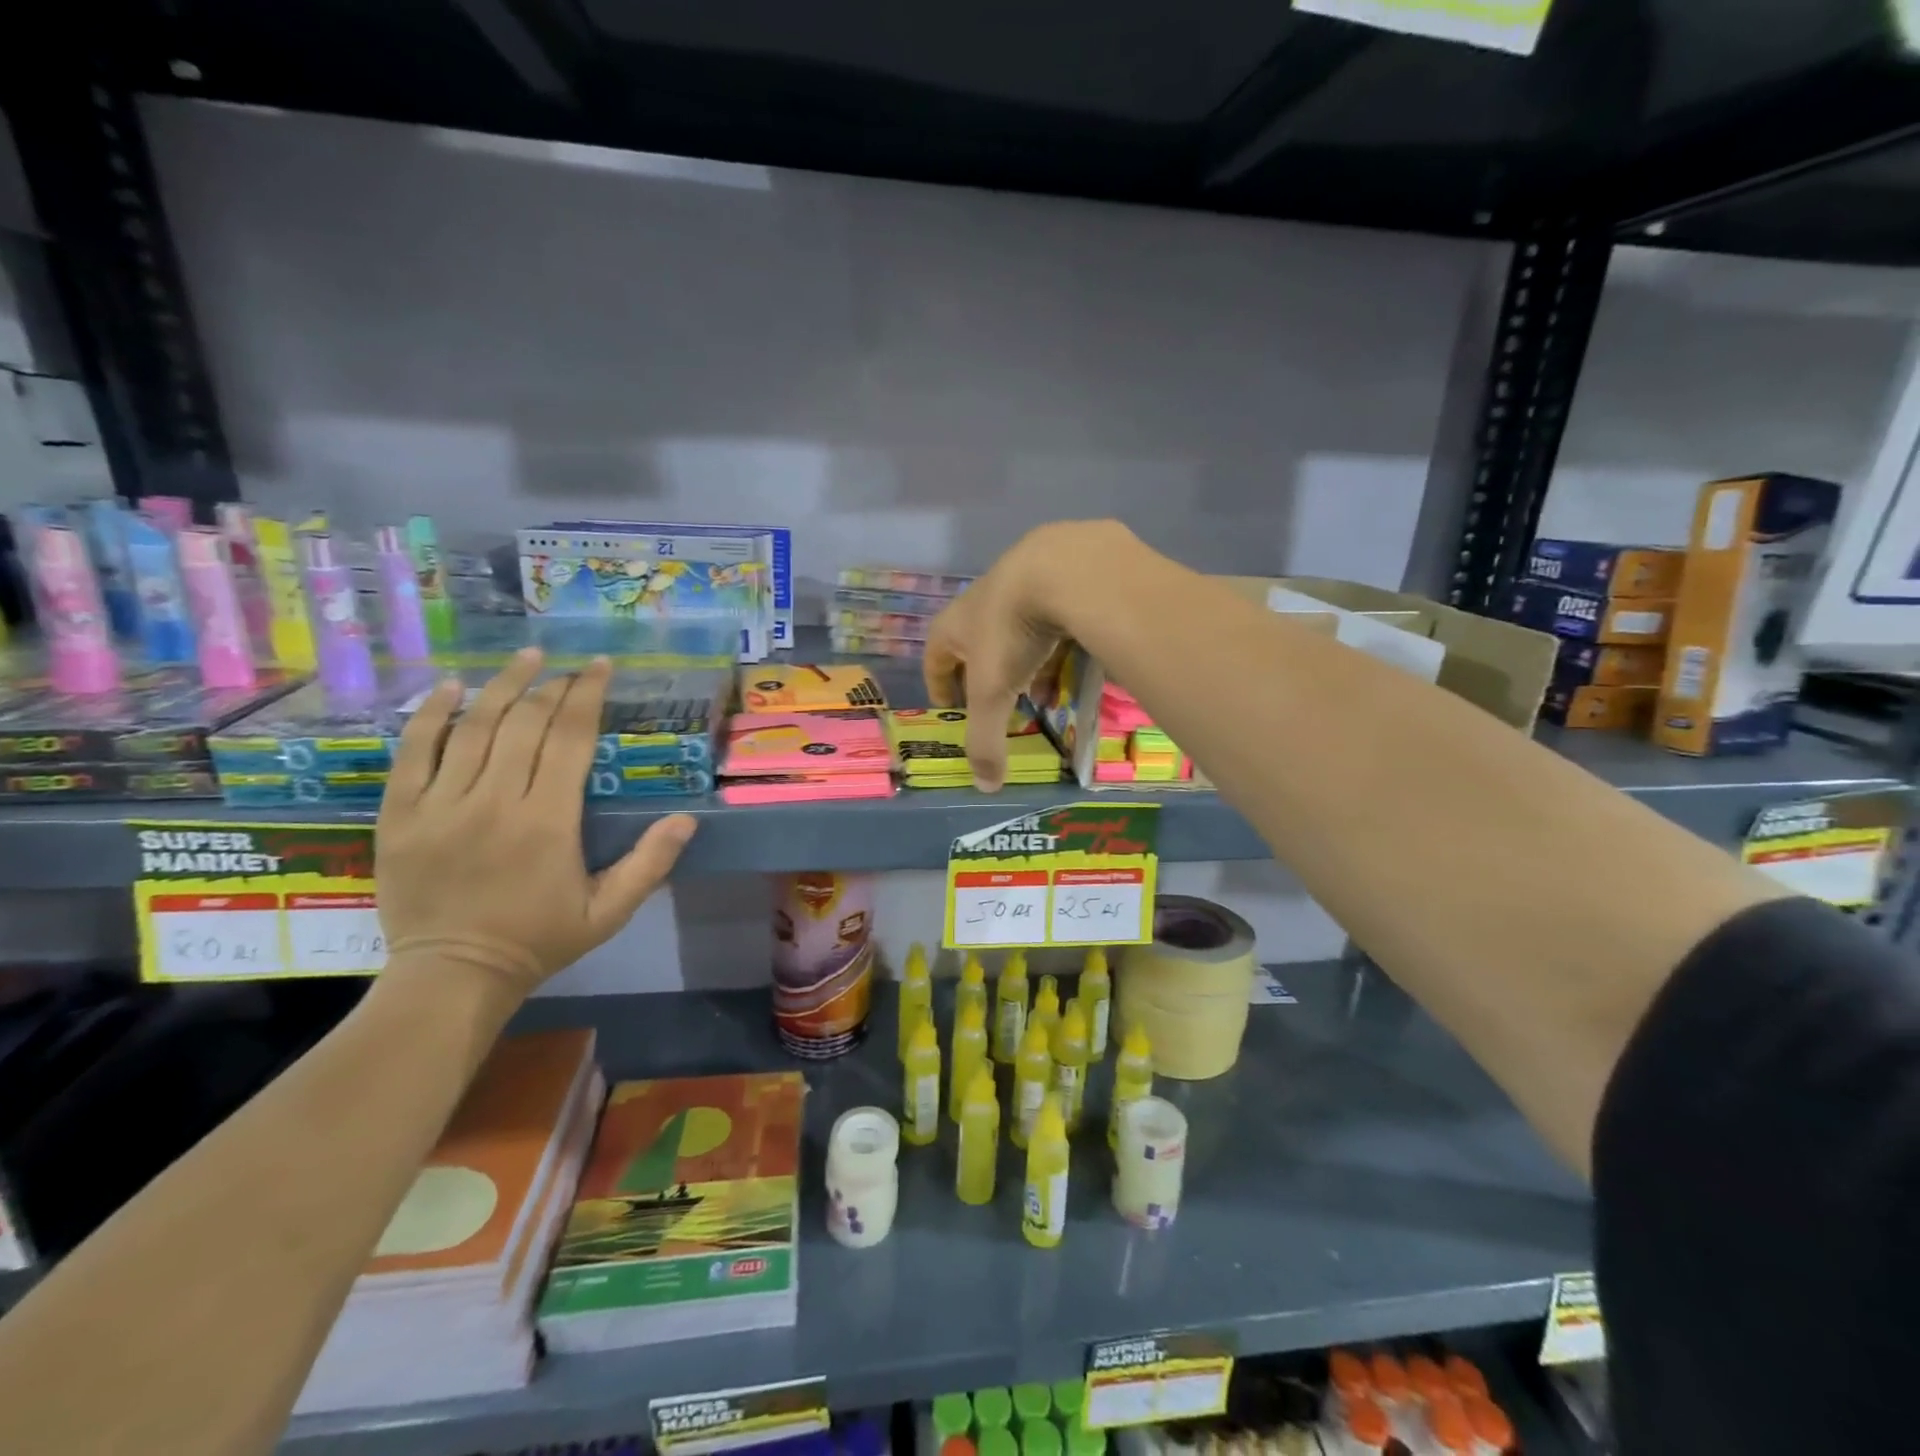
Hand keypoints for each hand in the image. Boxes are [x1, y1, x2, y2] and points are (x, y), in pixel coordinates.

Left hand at [376, 649, 697, 998]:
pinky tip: (450, 688)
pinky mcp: (400, 815)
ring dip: (502, 687)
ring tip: (525, 659)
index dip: (587, 696)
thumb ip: (650, 864)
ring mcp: (441, 805)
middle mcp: (495, 802)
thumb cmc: (540, 940)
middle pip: (525, 724)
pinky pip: (413, 752)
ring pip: (472, 727)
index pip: (570, 739)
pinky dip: (431, 715)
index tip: (599, 667)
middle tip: (570, 668)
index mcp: (548, 822)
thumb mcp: (609, 911)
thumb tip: (687, 819)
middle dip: (552, 687)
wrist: (453, 975)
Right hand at [923, 520, 1127, 790]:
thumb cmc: (1012, 632)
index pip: (935, 657)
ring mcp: (1023, 579)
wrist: (1065, 567)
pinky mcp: (1060, 571)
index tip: (949, 708)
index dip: (939, 685)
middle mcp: (983, 599)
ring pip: (1017, 628)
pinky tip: (1075, 652)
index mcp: (955, 624)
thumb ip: (987, 740)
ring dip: (1024, 658)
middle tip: (1001, 702)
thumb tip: (984, 786)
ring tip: (1043, 685)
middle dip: (986, 675)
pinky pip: (1052, 612)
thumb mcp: (993, 693)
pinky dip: (1057, 637)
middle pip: (976, 643)